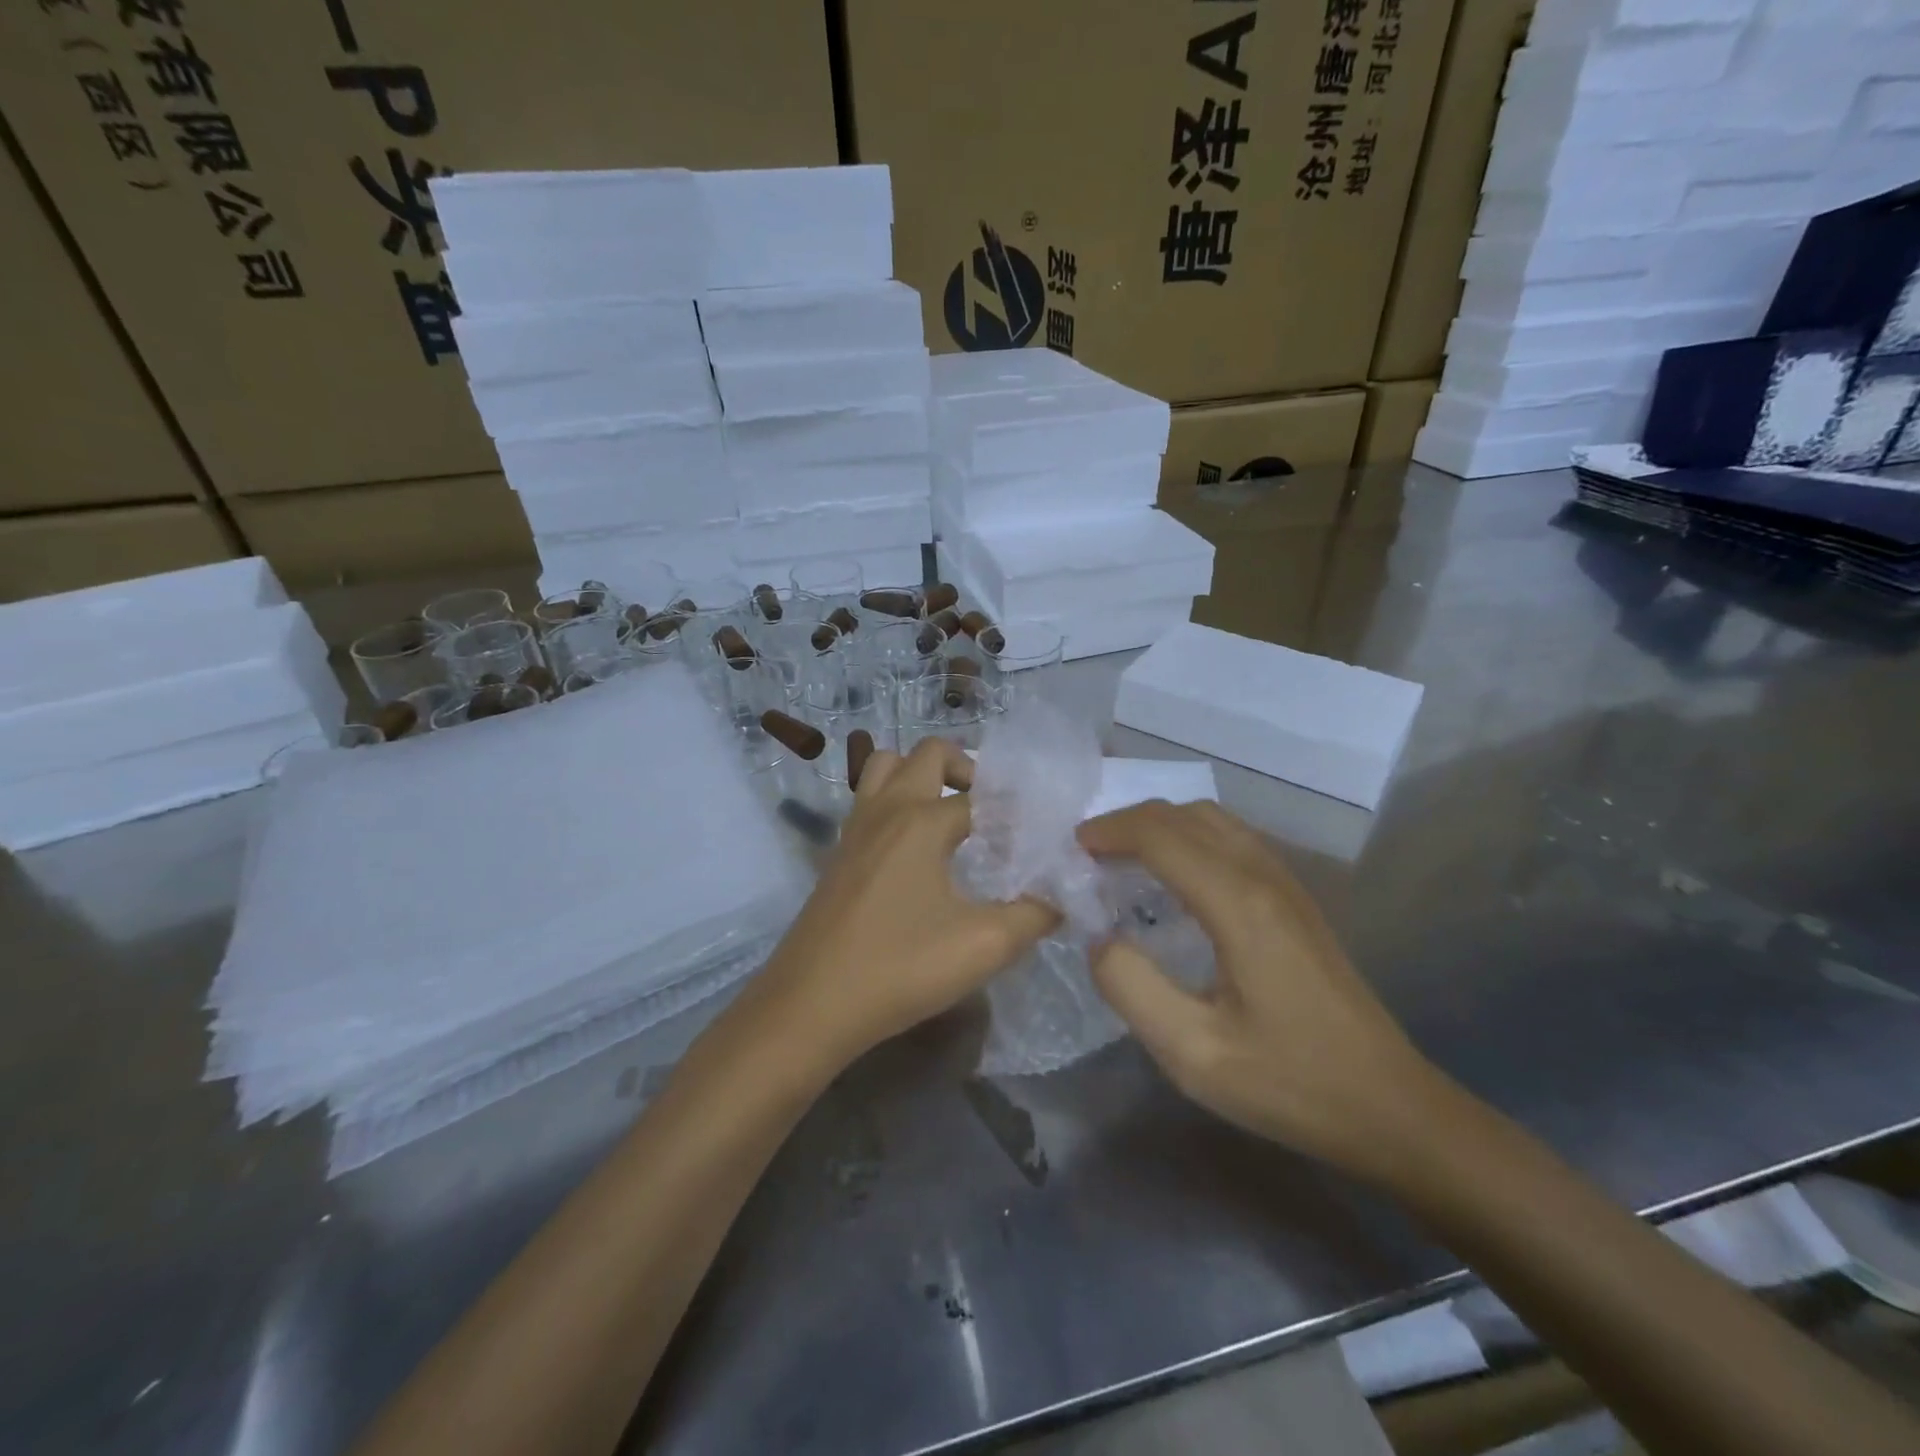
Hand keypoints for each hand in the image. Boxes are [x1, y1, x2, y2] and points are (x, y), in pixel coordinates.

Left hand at [755, 737, 1057, 1076]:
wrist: (809, 1005)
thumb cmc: (899, 968)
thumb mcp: (984, 946)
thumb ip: (1035, 915)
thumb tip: (1061, 896)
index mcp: (922, 820)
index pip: (983, 797)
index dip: (1017, 813)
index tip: (1041, 839)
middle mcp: (886, 809)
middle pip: (927, 754)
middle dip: (967, 767)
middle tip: (993, 808)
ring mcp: (855, 828)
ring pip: (887, 767)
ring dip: (922, 775)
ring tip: (951, 814)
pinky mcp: (839, 853)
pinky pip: (869, 800)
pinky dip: (897, 801)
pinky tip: (917, 850)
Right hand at [1078, 800, 1443, 1181]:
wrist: (1389, 1106)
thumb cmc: (1290, 1082)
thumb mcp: (1193, 1053)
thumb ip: (1130, 987)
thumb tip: (1100, 937)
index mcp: (1238, 904)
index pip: (1161, 835)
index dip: (1110, 830)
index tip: (1071, 849)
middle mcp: (1263, 876)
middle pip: (1185, 815)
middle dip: (1129, 822)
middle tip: (1088, 855)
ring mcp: (1286, 883)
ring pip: (1212, 820)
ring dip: (1160, 826)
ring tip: (1121, 859)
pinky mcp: (1296, 898)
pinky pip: (1232, 839)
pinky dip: (1188, 838)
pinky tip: (1173, 877)